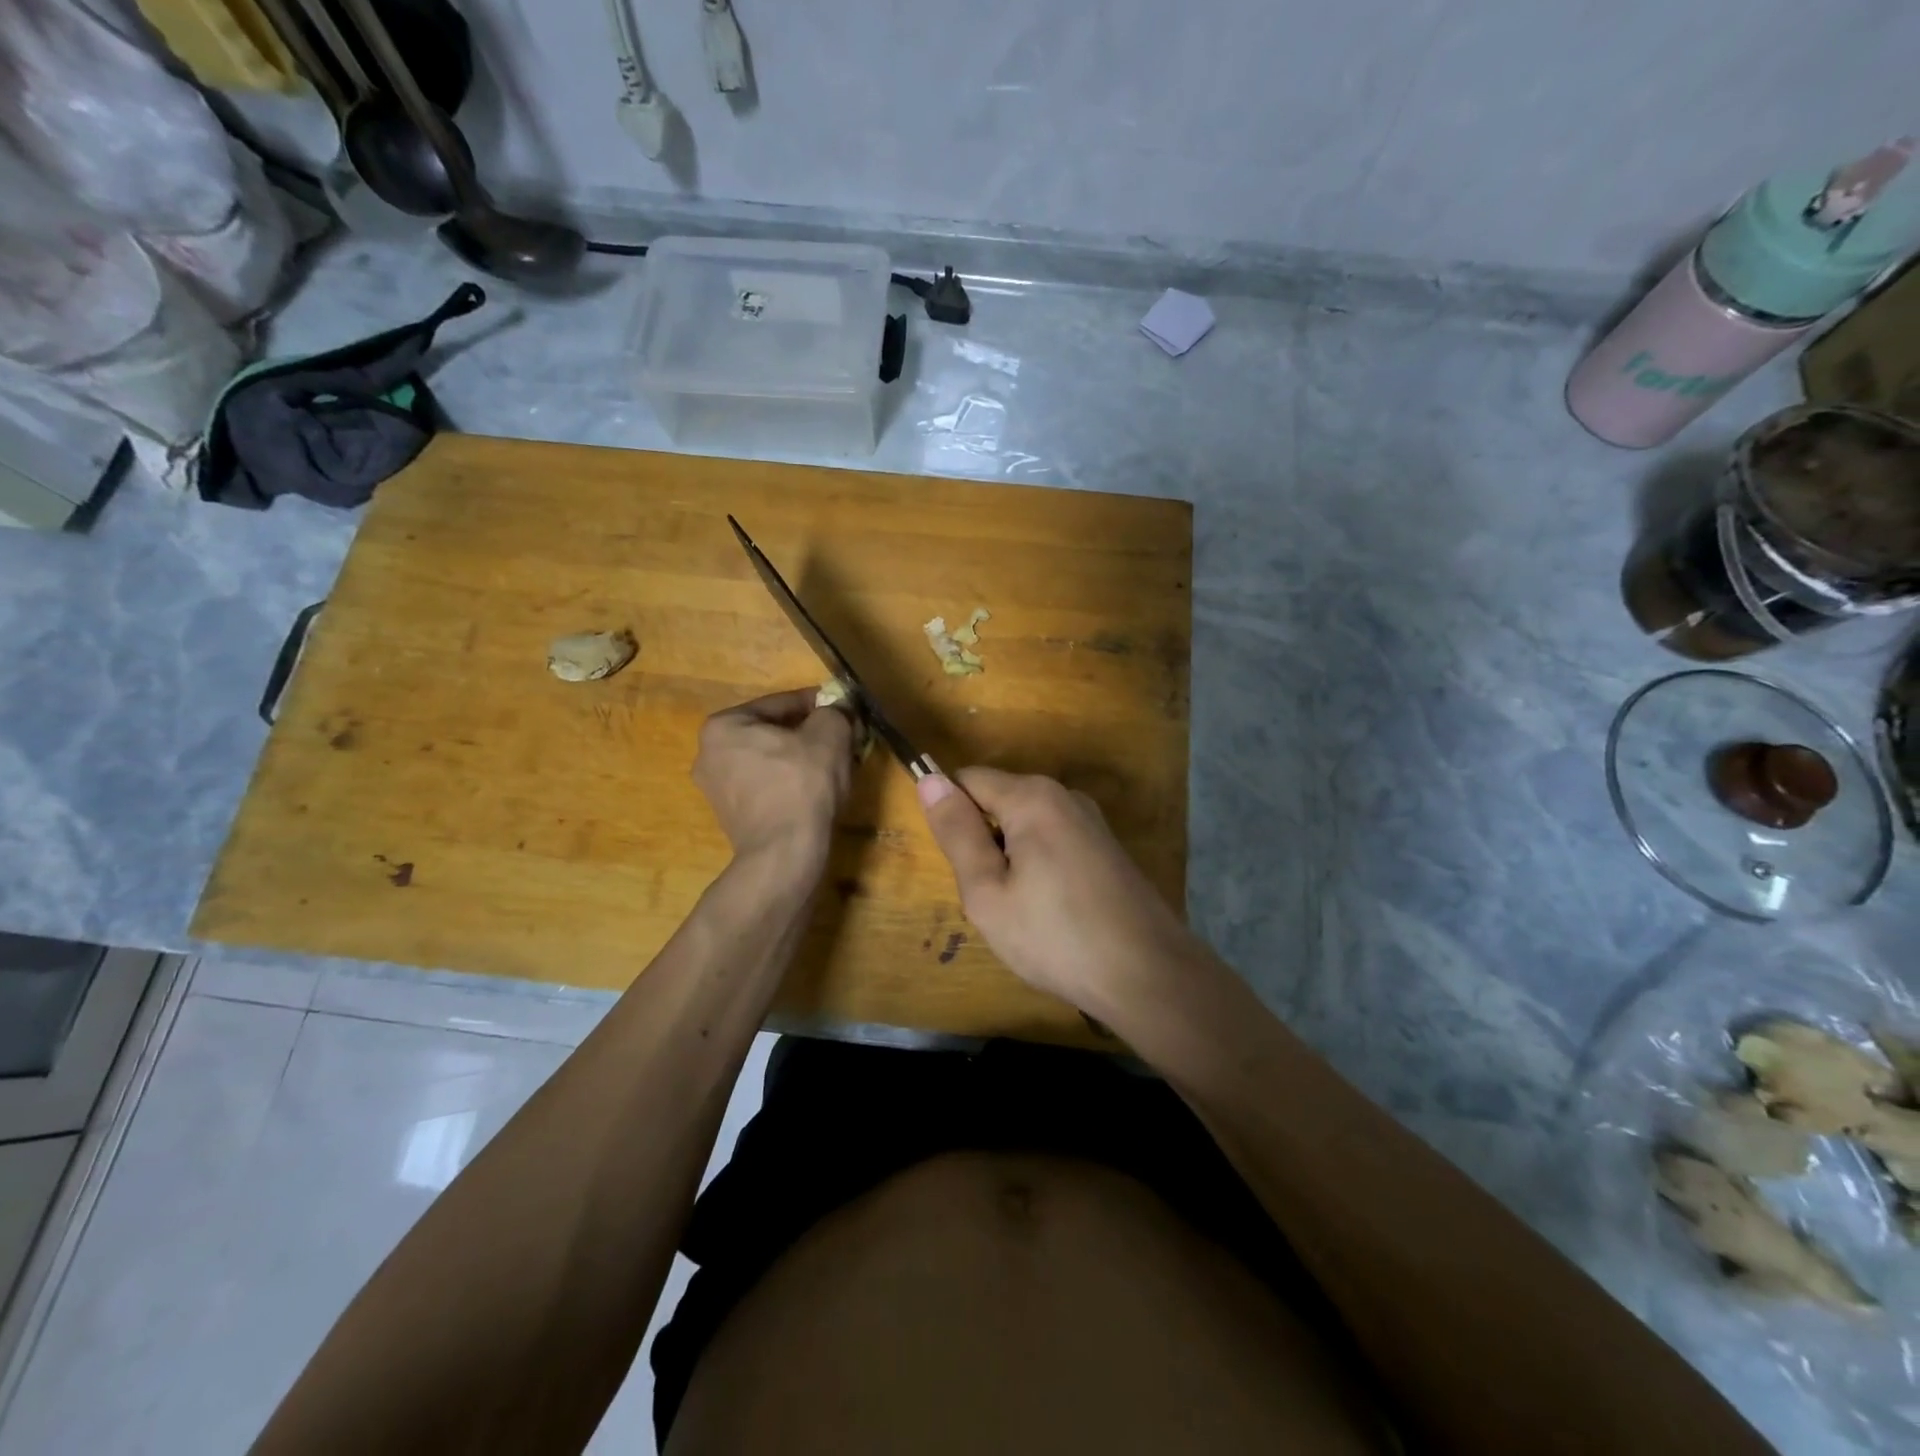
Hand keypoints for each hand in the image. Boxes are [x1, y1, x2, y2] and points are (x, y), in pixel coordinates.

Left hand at [694, 689, 854, 863]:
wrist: (784, 853)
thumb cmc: (802, 784)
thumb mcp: (829, 735)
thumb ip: (834, 712)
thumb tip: (838, 710)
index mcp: (723, 726)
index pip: (780, 703)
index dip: (818, 704)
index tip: (843, 708)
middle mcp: (709, 754)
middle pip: (772, 732)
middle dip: (808, 733)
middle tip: (841, 738)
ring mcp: (716, 789)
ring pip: (770, 760)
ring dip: (800, 758)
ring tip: (833, 764)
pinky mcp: (730, 817)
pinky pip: (766, 785)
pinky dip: (789, 782)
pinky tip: (815, 790)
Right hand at [917, 768, 1196, 1015]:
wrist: (1147, 974)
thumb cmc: (1055, 936)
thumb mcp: (988, 892)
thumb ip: (957, 833)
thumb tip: (930, 780)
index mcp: (1032, 797)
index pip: (968, 779)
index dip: (950, 815)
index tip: (956, 864)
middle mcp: (1065, 796)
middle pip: (1000, 801)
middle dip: (983, 841)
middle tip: (990, 897)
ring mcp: (1092, 821)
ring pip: (1026, 825)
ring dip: (1011, 858)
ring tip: (1021, 910)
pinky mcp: (1107, 847)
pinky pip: (1054, 841)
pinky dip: (1039, 867)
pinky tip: (1052, 912)